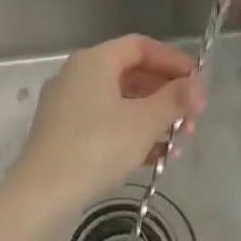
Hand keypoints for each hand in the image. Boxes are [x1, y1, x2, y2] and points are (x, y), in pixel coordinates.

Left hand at [4, 35, 203, 227]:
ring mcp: (67, 104)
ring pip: (120, 102)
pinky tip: (155, 159)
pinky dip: (131, 134)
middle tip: (193, 119)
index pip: (141, 46)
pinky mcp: (63, 132)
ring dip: (153, 119)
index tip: (198, 83)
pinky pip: (105, 122)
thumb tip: (198, 85)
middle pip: (132, 74)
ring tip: (179, 144)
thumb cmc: (97, 147)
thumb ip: (175, 99)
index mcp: (94, 61)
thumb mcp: (144, 122)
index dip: (173, 61)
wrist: (42, 194)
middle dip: (167, 96)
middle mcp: (77, 74)